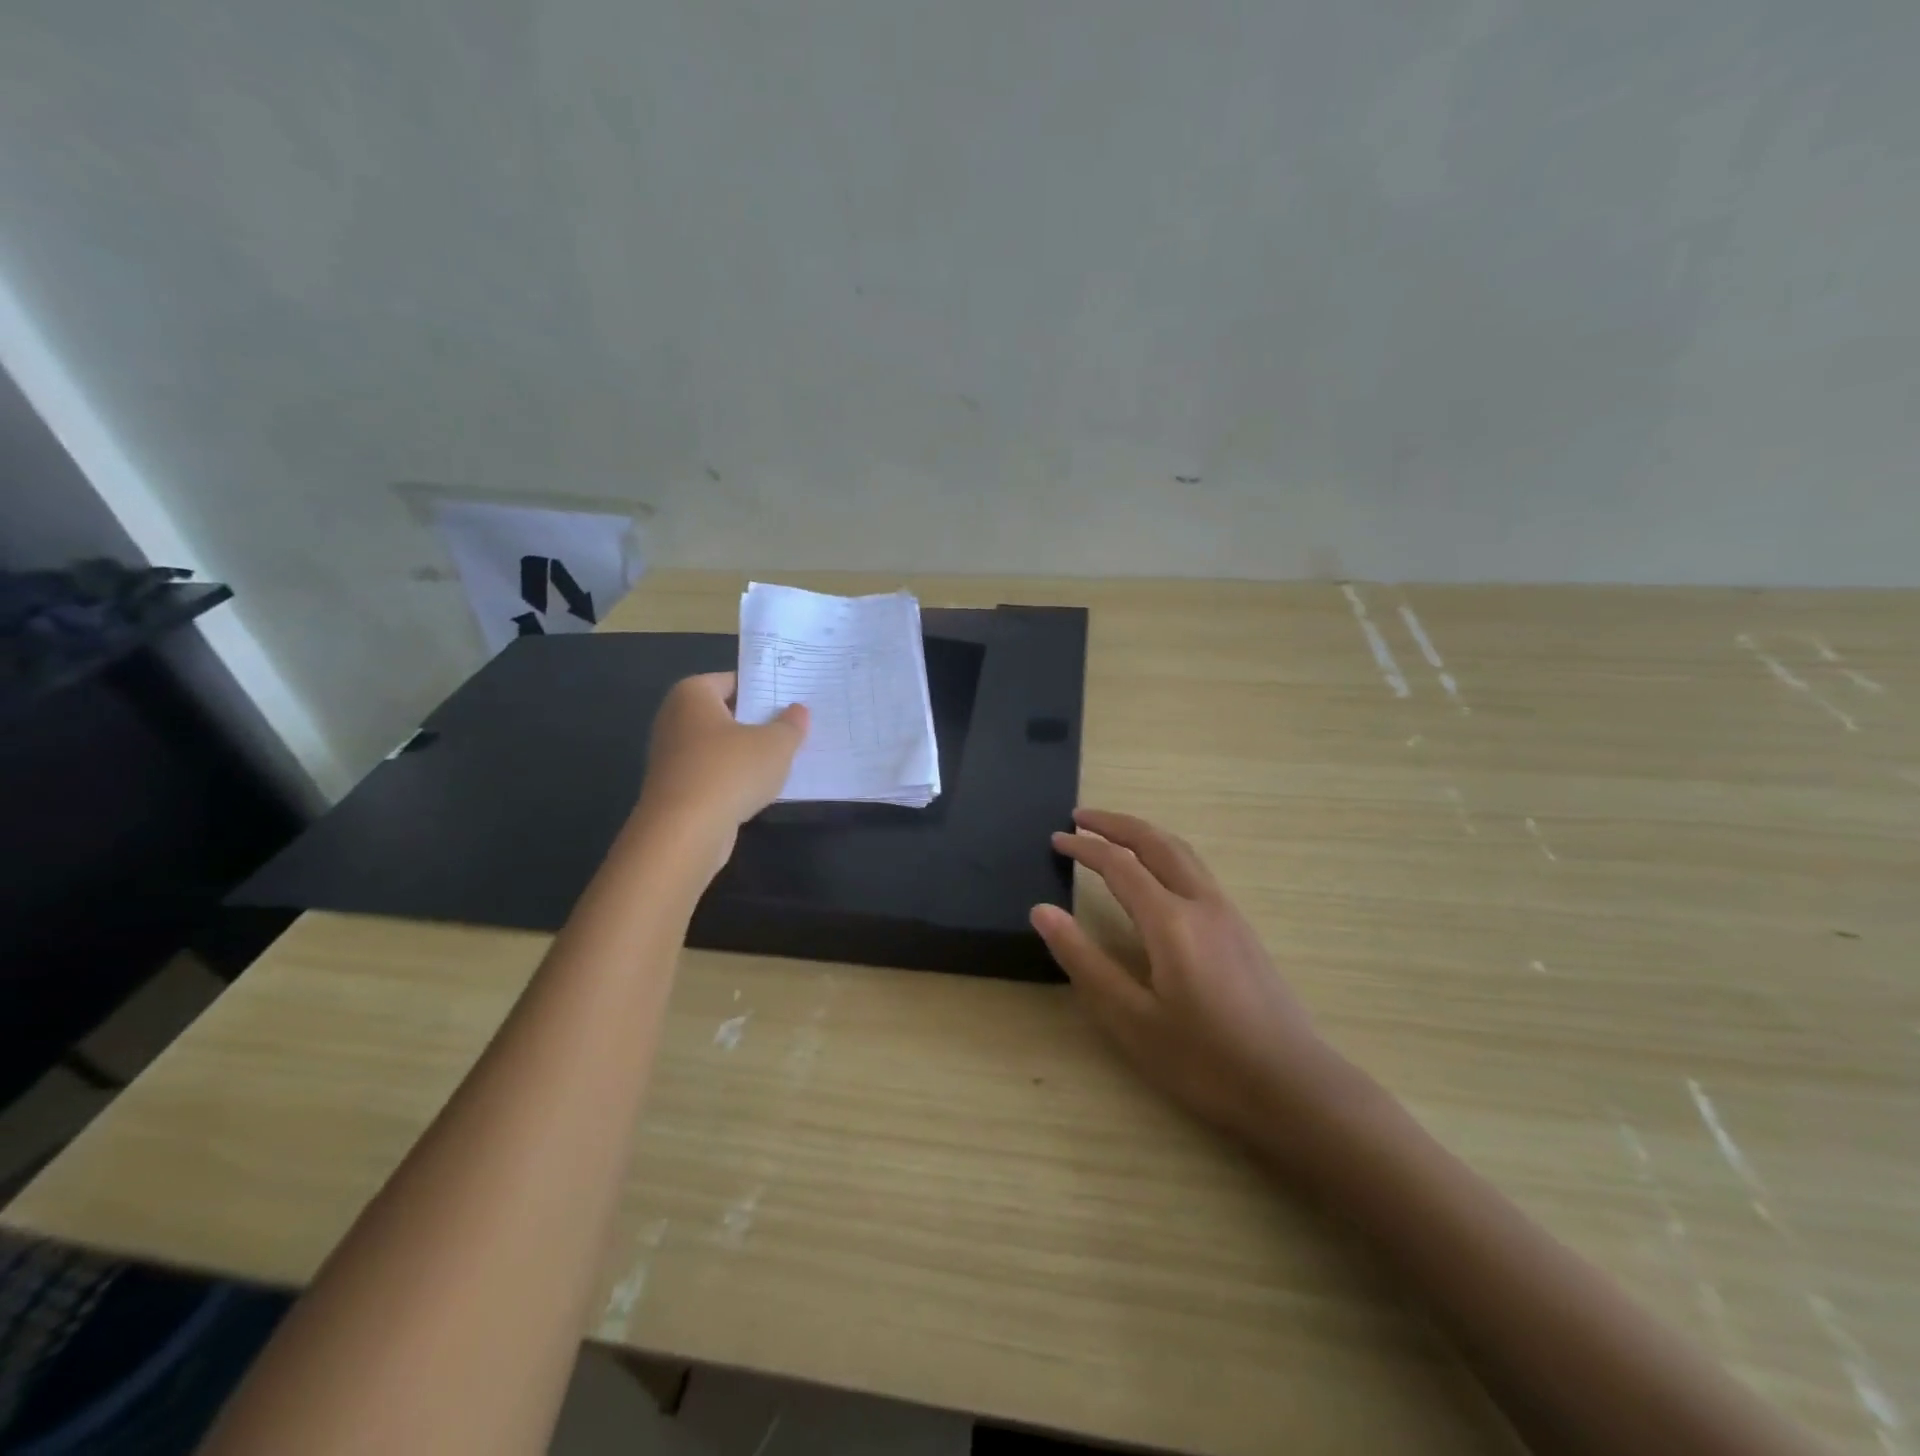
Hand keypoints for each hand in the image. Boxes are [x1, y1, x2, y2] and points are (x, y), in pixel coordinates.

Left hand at [635, 673, 807, 843]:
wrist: (684, 833)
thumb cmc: (730, 772)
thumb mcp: (776, 744)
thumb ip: (791, 725)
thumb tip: (798, 711)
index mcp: (692, 694)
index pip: (734, 681)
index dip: (764, 690)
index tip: (792, 701)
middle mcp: (674, 718)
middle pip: (726, 713)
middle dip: (758, 722)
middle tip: (794, 728)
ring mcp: (671, 756)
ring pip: (720, 746)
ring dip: (747, 753)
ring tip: (784, 760)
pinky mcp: (675, 789)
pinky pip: (713, 774)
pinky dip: (734, 779)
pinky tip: (760, 789)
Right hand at [1032, 809, 1361, 1163]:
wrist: (1293, 1087)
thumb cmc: (1204, 1060)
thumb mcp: (1131, 1018)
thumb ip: (1085, 960)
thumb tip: (1043, 911)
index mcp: (1170, 920)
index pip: (1119, 865)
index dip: (1085, 847)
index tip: (1056, 839)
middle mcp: (1202, 903)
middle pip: (1156, 842)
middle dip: (1116, 824)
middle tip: (1081, 816)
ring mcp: (1228, 913)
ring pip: (1182, 852)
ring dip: (1144, 834)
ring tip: (1114, 834)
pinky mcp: (1242, 929)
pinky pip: (1196, 870)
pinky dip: (1166, 853)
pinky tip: (1158, 875)